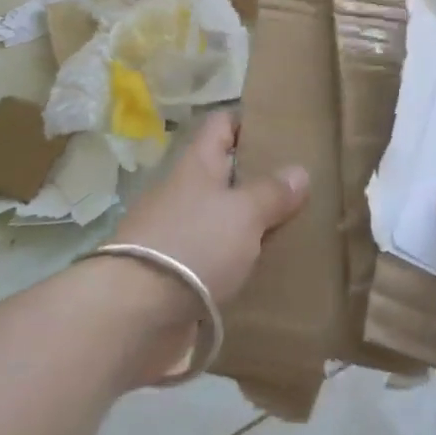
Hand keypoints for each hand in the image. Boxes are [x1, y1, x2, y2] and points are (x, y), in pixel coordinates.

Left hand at [105, 112, 308, 384]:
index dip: (249, 121)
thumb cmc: (194, 244)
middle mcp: (184, 190)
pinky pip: (212, 254)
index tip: (283, 130)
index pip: (222, 123)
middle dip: (257, 177)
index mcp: (197, 163)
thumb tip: (299, 171)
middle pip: (223, 171)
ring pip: (219, 215)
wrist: (135, 313)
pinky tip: (263, 269)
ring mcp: (175, 230)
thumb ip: (272, 192)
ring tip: (291, 228)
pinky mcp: (173, 271)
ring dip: (248, 222)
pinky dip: (235, 259)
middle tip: (300, 185)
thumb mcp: (244, 213)